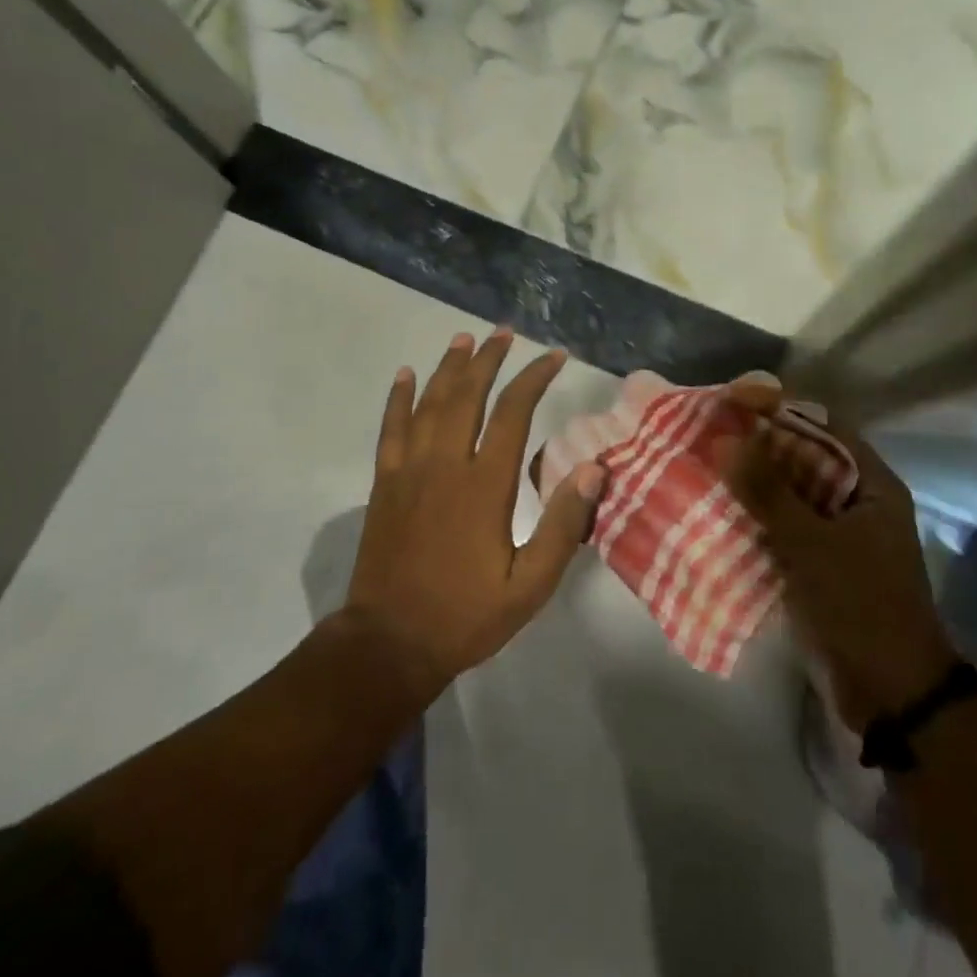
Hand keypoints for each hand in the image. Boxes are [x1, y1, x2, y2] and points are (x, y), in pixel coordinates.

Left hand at [341, 328, 606, 700]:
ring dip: (447, 367)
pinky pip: (391, 428)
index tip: (553, 356)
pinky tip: (405, 375)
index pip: (513, 413)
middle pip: (467, 395)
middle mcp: (445, 464)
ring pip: (430, 403)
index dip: (534, 379)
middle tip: (503, 333)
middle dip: (488, 360)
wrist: (389, 643)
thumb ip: (563, 525)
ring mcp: (409, 470)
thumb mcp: (530, 585)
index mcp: (484, 486)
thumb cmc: (466, 615)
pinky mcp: (384, 483)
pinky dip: (398, 398)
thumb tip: (593, 468)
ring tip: (463, 339)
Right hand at [721, 418, 954, 730]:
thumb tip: (722, 438)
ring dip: (750, 481)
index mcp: (870, 483)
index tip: (731, 401)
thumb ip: (767, 491)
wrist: (893, 697)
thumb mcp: (812, 544)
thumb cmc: (862, 606)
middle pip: (801, 455)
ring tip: (702, 465)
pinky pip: (781, 526)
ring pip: (787, 492)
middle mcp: (855, 500)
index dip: (778, 407)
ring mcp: (837, 533)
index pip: (821, 424)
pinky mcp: (819, 563)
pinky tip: (715, 511)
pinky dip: (752, 517)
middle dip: (756, 444)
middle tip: (707, 432)